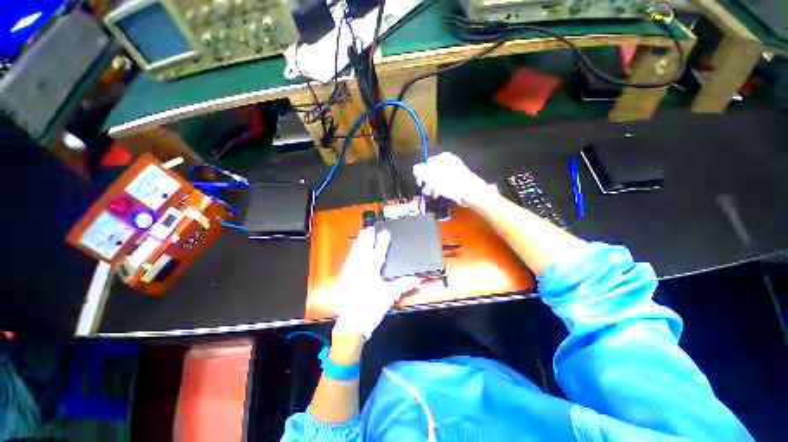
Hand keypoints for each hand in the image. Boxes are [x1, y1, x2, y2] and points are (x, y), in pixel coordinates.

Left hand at [333, 228, 419, 338]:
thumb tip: (418, 279)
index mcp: (371, 272)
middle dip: (367, 238)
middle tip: (369, 228)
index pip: (379, 253)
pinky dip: (352, 253)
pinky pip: (348, 261)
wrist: (353, 323)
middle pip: (364, 250)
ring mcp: (350, 272)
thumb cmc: (372, 307)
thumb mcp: (389, 295)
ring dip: (359, 243)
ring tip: (361, 234)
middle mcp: (359, 269)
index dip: (383, 242)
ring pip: (355, 253)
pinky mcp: (344, 278)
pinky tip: (353, 250)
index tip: (385, 232)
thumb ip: (403, 285)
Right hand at [413, 152, 497, 205]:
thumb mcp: (432, 177)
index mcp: (443, 157)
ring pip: (440, 177)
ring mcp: (456, 169)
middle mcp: (450, 161)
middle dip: (429, 181)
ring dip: (435, 186)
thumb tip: (415, 167)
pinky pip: (447, 182)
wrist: (470, 192)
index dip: (422, 174)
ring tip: (434, 194)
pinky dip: (443, 188)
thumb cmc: (449, 184)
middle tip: (427, 190)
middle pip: (434, 171)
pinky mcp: (460, 178)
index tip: (420, 183)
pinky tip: (442, 194)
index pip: (427, 163)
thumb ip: (422, 171)